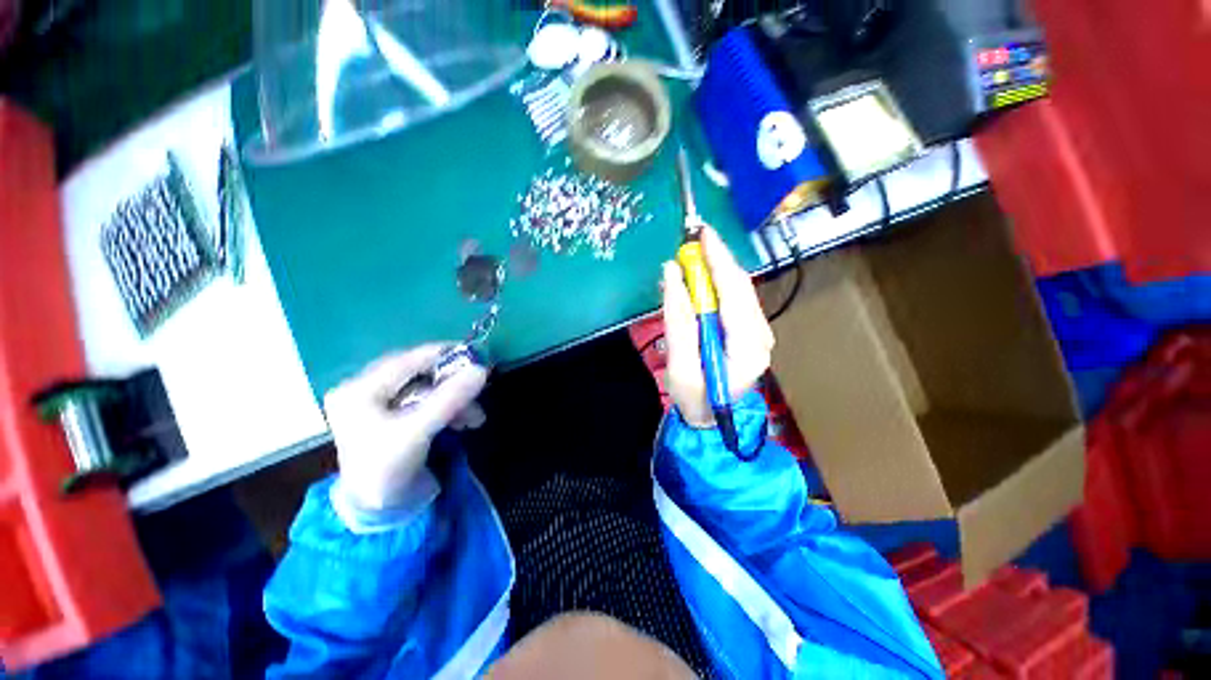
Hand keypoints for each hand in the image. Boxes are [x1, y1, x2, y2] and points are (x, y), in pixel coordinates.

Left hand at [323, 345, 487, 511]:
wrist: (378, 512)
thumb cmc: (387, 470)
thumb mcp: (418, 431)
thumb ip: (450, 398)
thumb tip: (482, 369)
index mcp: (359, 389)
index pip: (407, 360)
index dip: (444, 355)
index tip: (478, 355)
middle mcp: (366, 390)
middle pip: (419, 375)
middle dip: (453, 385)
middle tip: (480, 390)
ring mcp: (380, 403)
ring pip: (427, 389)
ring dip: (455, 401)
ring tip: (475, 419)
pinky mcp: (394, 415)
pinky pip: (427, 402)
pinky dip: (448, 409)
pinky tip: (464, 422)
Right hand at [662, 228, 773, 426]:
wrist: (710, 417)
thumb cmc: (694, 398)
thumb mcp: (679, 366)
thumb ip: (677, 321)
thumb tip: (672, 274)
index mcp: (748, 347)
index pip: (735, 293)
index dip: (718, 261)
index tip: (702, 235)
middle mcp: (760, 335)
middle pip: (740, 286)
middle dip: (717, 259)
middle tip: (693, 239)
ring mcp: (757, 332)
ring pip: (738, 289)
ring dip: (715, 269)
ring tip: (692, 257)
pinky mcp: (748, 330)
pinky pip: (733, 298)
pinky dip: (715, 283)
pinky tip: (699, 278)